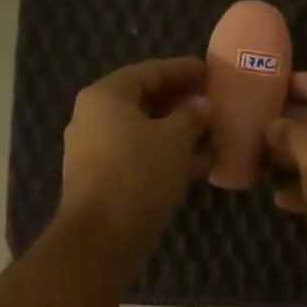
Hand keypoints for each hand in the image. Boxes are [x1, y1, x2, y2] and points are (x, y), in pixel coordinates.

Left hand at [59, 58, 211, 257]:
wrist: (102, 237)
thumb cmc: (139, 174)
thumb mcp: (175, 139)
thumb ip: (193, 115)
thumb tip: (203, 104)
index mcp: (105, 96)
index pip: (150, 71)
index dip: (183, 70)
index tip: (210, 71)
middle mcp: (93, 118)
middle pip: (144, 101)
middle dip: (181, 103)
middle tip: (214, 103)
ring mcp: (94, 151)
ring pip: (143, 132)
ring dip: (177, 133)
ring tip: (212, 134)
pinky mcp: (102, 180)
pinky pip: (139, 157)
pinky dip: (166, 157)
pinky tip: (197, 166)